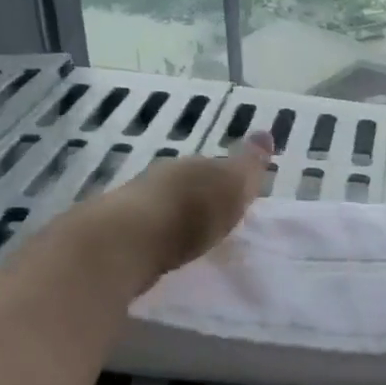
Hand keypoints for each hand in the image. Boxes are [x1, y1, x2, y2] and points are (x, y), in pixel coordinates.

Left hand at [85, 133, 272, 285]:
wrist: (127, 241)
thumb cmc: (189, 212)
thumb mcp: (231, 185)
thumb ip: (248, 166)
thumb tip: (266, 134)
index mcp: (193, 164)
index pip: (215, 166)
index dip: (228, 180)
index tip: (237, 196)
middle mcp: (163, 177)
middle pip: (187, 184)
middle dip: (201, 197)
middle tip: (216, 217)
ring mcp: (136, 203)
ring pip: (165, 205)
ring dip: (177, 218)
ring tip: (192, 237)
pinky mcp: (119, 233)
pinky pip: (149, 230)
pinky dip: (160, 237)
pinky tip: (165, 249)